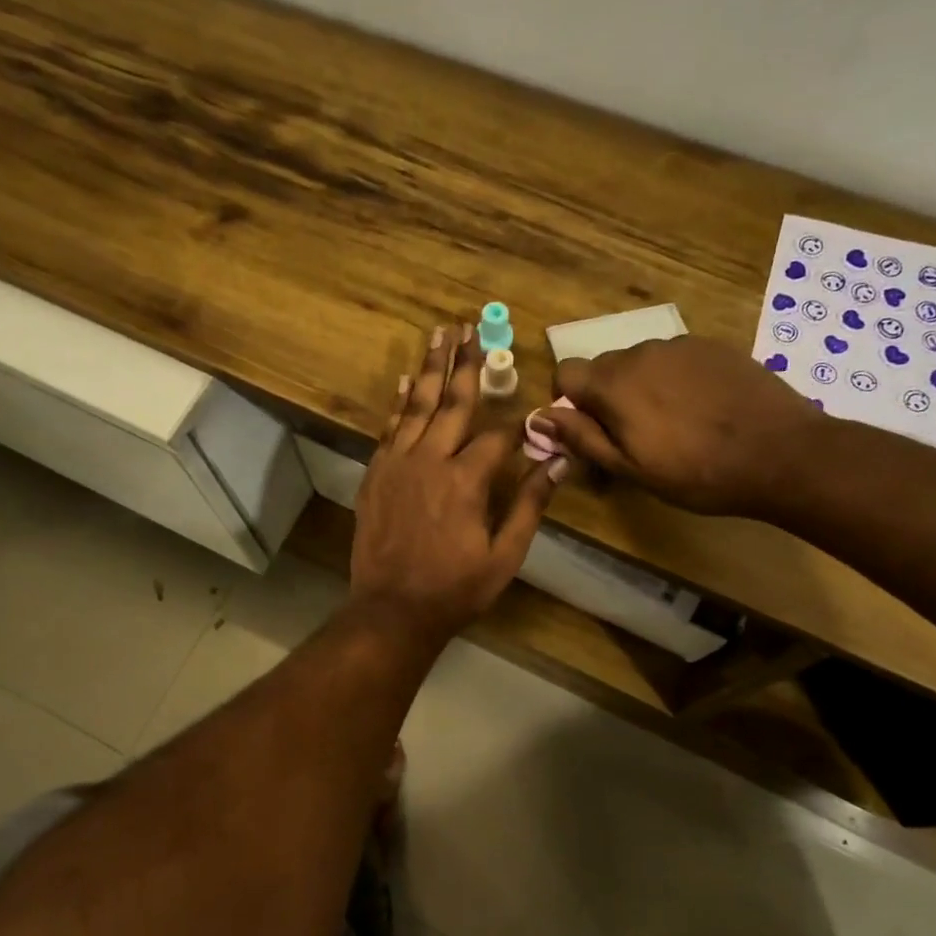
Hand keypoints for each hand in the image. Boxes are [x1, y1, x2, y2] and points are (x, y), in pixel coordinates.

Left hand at [351, 324, 567, 644]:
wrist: (391, 609)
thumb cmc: (455, 588)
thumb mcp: (504, 555)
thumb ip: (529, 505)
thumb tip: (559, 462)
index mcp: (466, 480)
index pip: (498, 436)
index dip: (517, 424)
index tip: (531, 411)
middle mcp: (430, 460)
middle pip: (452, 402)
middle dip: (465, 362)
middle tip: (470, 325)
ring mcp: (397, 464)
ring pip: (416, 405)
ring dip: (430, 368)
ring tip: (439, 333)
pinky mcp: (375, 474)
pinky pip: (389, 428)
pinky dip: (398, 403)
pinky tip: (405, 381)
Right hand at [531, 337, 823, 516]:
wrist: (780, 453)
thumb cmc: (696, 472)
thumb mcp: (630, 468)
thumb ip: (581, 438)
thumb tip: (538, 417)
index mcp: (614, 383)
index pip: (566, 373)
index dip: (569, 402)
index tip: (590, 430)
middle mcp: (641, 351)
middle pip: (604, 367)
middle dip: (607, 397)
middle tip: (634, 436)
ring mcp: (681, 345)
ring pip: (641, 362)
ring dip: (642, 387)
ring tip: (675, 423)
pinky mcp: (714, 346)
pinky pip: (676, 359)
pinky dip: (676, 379)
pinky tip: (703, 409)